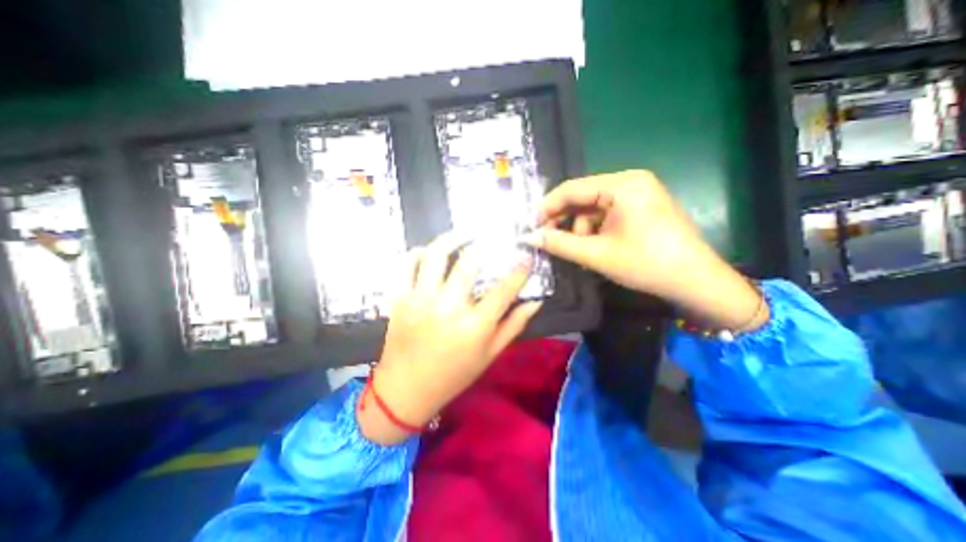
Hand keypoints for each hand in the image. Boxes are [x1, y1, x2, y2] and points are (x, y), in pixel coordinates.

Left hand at [356, 233, 539, 443]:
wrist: (406, 390)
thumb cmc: (454, 375)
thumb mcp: (490, 354)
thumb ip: (514, 325)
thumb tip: (536, 301)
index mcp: (474, 326)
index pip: (504, 289)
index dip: (519, 269)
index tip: (525, 256)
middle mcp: (448, 308)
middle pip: (468, 263)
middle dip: (483, 244)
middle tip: (489, 237)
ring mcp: (420, 300)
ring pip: (435, 256)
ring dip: (451, 239)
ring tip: (462, 234)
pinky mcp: (400, 299)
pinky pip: (406, 265)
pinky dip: (418, 253)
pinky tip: (429, 252)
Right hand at [526, 170, 767, 329]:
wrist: (696, 282)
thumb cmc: (646, 264)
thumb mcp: (597, 254)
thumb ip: (559, 243)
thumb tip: (528, 238)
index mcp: (623, 184)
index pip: (572, 188)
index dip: (547, 207)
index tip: (530, 226)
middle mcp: (630, 181)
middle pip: (583, 198)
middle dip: (564, 221)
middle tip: (547, 241)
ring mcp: (638, 194)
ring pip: (593, 208)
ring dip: (580, 230)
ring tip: (579, 253)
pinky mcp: (641, 208)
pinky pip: (606, 215)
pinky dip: (594, 231)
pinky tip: (593, 249)